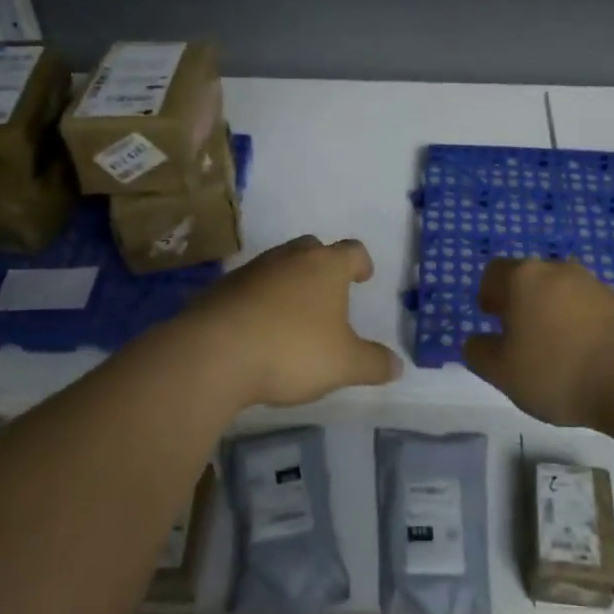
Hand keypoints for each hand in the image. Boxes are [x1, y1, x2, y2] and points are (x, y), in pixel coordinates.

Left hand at [171, 235, 399, 408]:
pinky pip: (250, 287)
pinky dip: (259, 300)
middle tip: (328, 291)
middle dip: (322, 265)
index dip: (361, 262)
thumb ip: (373, 363)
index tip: (363, 276)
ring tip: (293, 313)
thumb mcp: (344, 364)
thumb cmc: (292, 351)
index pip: (352, 250)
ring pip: (279, 265)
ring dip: (289, 282)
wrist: (215, 353)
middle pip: (312, 248)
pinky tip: (258, 329)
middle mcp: (290, 258)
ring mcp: (253, 270)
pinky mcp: (222, 289)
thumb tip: (398, 365)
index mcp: (326, 267)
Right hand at [465, 258, 613, 426]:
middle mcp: (557, 269)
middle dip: (520, 302)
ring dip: (551, 312)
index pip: (494, 272)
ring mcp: (593, 284)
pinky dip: (578, 324)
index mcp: (524, 277)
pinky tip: (583, 356)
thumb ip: (480, 353)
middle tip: (518, 337)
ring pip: (560, 291)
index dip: (487, 294)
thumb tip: (476, 341)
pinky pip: (587, 307)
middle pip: (529, 278)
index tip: (490, 318)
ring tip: (553, 350)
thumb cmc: (558, 371)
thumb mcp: (503, 372)